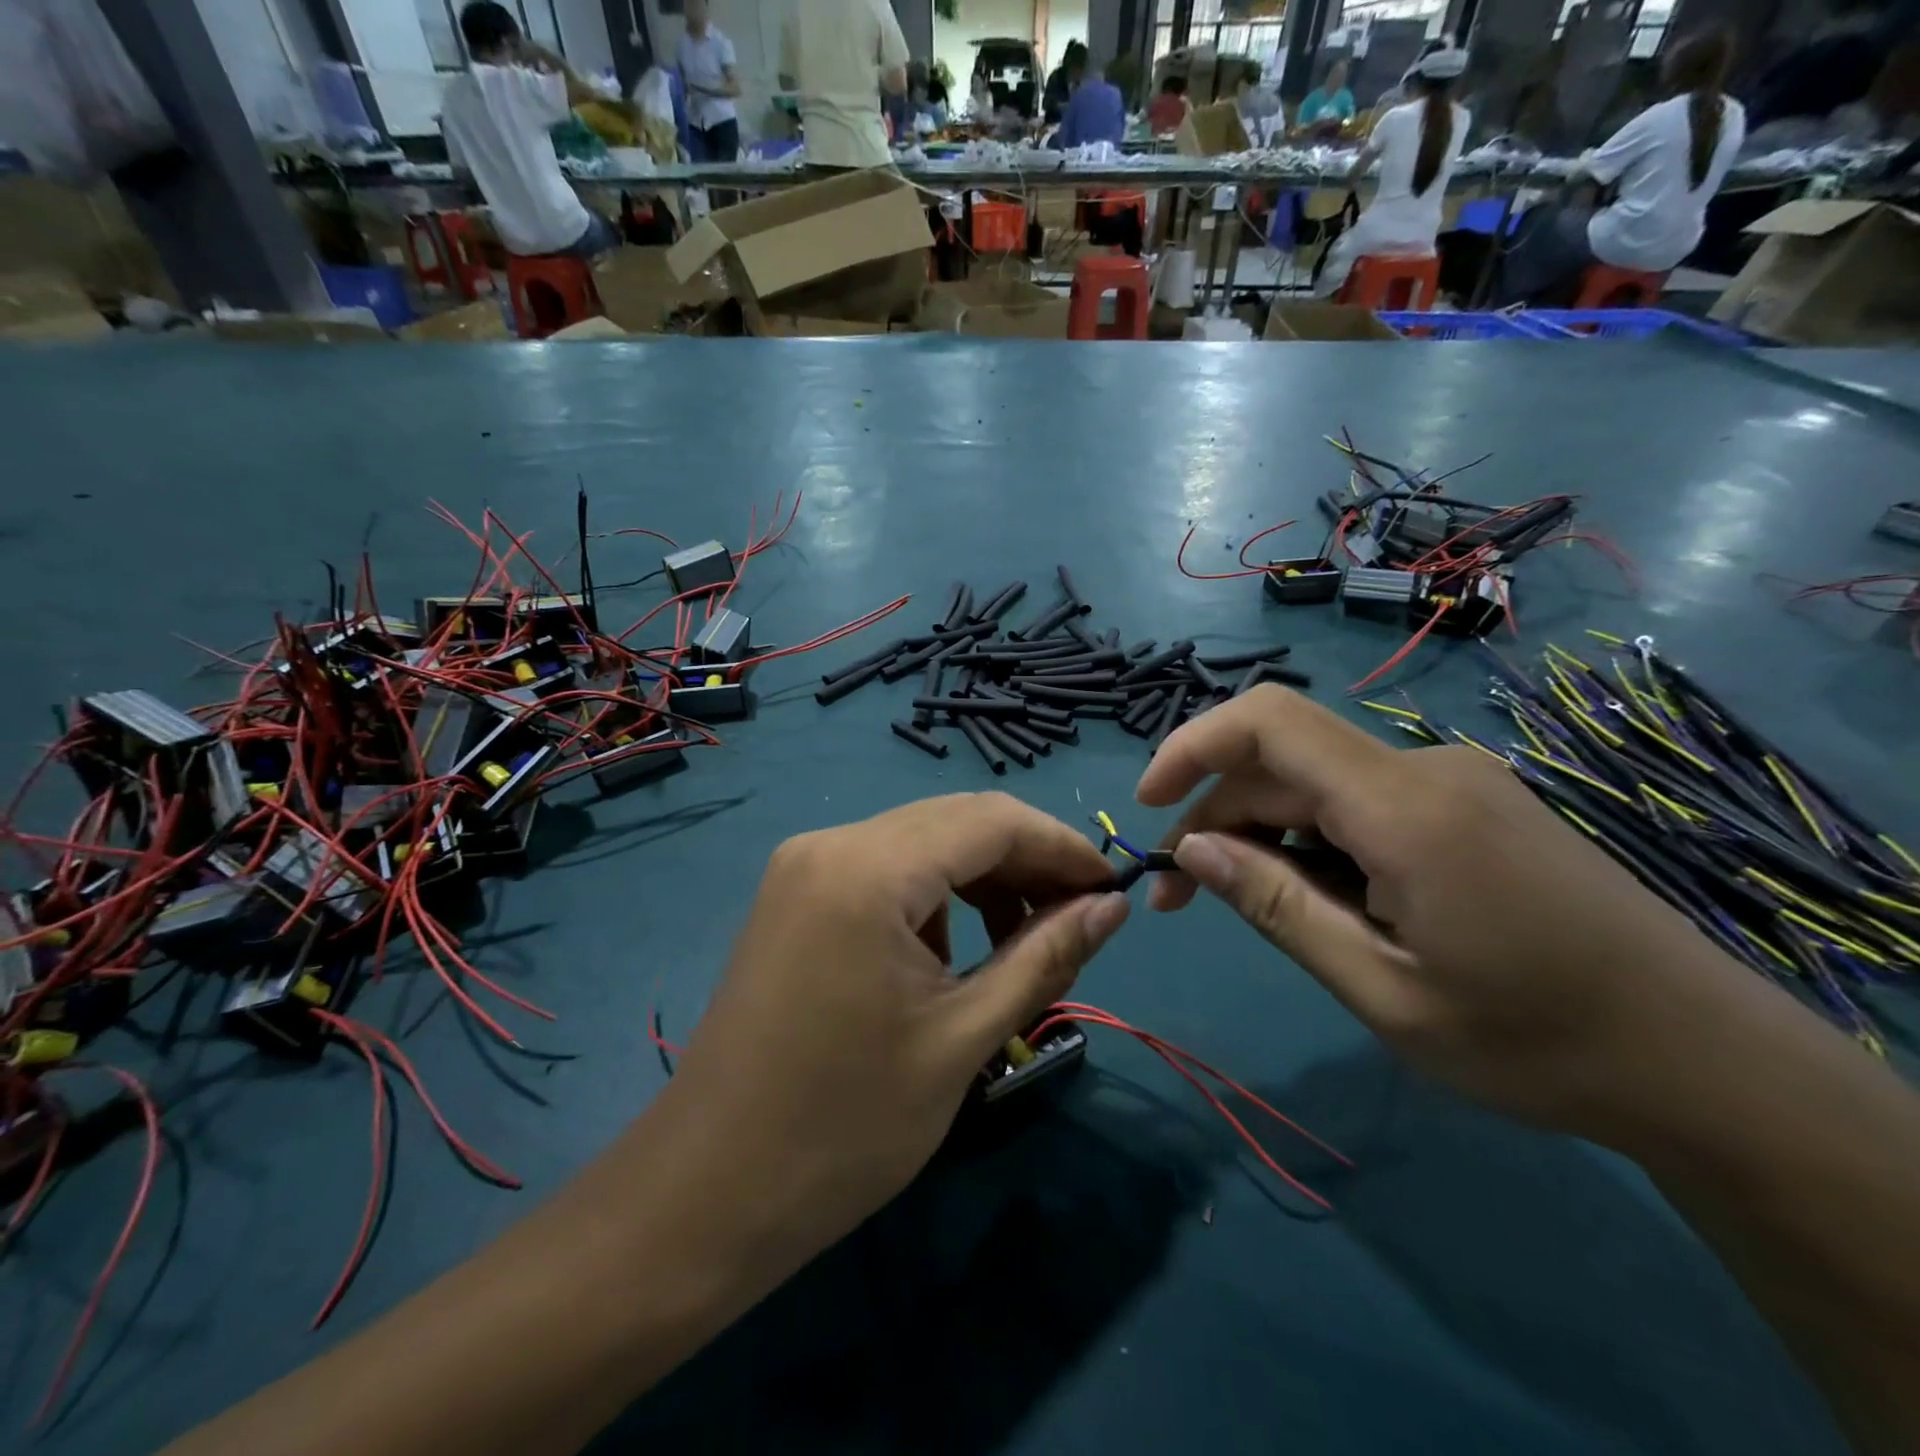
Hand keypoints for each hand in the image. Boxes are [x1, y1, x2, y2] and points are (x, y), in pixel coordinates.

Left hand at [659, 793, 1128, 1272]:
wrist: (710, 1190)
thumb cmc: (845, 1127)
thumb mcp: (964, 1038)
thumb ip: (1045, 958)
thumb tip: (1113, 906)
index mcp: (869, 870)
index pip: (992, 820)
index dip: (1063, 846)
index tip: (1114, 888)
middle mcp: (831, 844)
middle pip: (957, 820)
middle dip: (1027, 861)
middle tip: (1081, 916)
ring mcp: (805, 865)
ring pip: (922, 842)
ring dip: (982, 879)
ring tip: (1023, 943)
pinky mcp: (795, 893)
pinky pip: (885, 869)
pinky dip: (935, 896)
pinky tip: (951, 952)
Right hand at [1134, 686, 1761, 1142]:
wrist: (1707, 1062)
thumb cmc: (1536, 1041)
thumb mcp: (1381, 989)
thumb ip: (1276, 907)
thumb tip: (1191, 851)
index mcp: (1404, 807)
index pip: (1268, 722)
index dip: (1190, 747)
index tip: (1146, 805)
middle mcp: (1425, 769)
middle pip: (1283, 763)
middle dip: (1216, 818)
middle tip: (1181, 898)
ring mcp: (1452, 782)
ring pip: (1318, 784)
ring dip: (1264, 835)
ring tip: (1251, 909)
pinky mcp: (1469, 804)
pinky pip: (1361, 802)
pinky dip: (1314, 840)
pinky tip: (1325, 901)